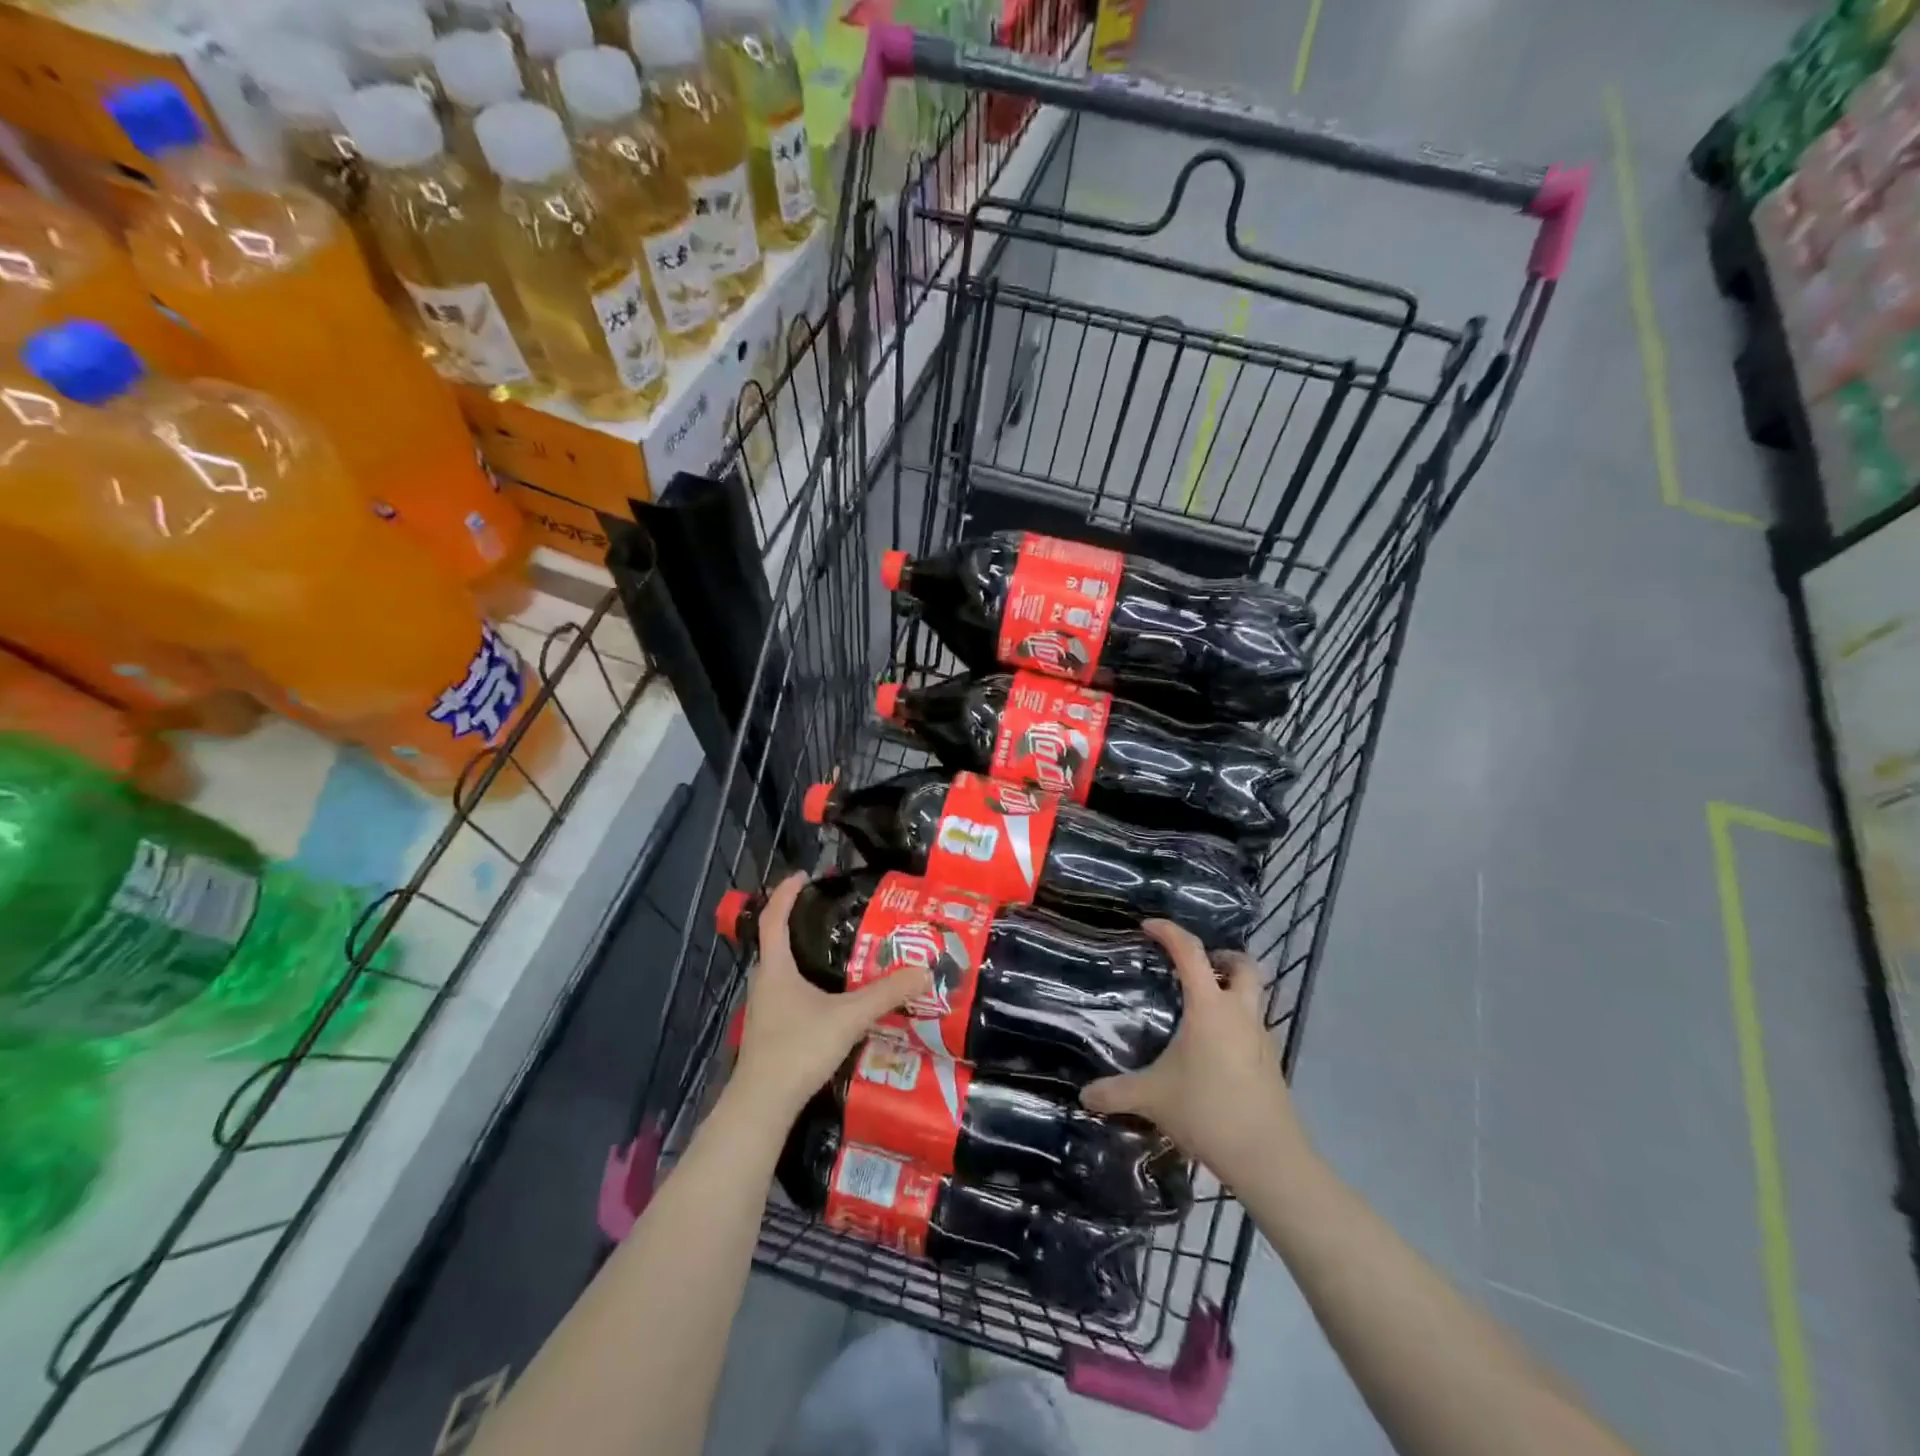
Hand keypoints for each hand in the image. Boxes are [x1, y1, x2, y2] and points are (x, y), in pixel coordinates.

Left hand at [729, 872, 931, 1119]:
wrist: (762, 1105)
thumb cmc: (798, 1048)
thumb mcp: (849, 1017)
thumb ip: (887, 994)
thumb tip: (924, 970)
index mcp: (776, 967)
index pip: (775, 917)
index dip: (787, 893)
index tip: (804, 875)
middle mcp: (765, 981)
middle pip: (776, 940)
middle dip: (798, 919)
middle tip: (828, 908)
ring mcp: (764, 1007)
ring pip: (781, 967)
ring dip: (801, 951)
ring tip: (834, 947)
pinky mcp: (770, 1028)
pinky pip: (786, 989)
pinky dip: (803, 978)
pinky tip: (828, 993)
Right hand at [1081, 919, 1306, 1187]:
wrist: (1268, 1158)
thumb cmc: (1208, 1111)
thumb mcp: (1152, 1098)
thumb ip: (1115, 1093)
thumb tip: (1083, 1096)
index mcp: (1210, 1008)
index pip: (1190, 952)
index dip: (1169, 932)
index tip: (1148, 926)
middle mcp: (1240, 1013)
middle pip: (1243, 965)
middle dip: (1221, 956)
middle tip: (1195, 966)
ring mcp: (1261, 1038)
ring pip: (1254, 996)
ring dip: (1232, 989)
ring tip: (1200, 1007)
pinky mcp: (1270, 1063)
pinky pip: (1254, 1027)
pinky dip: (1236, 1023)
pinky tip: (1213, 1049)